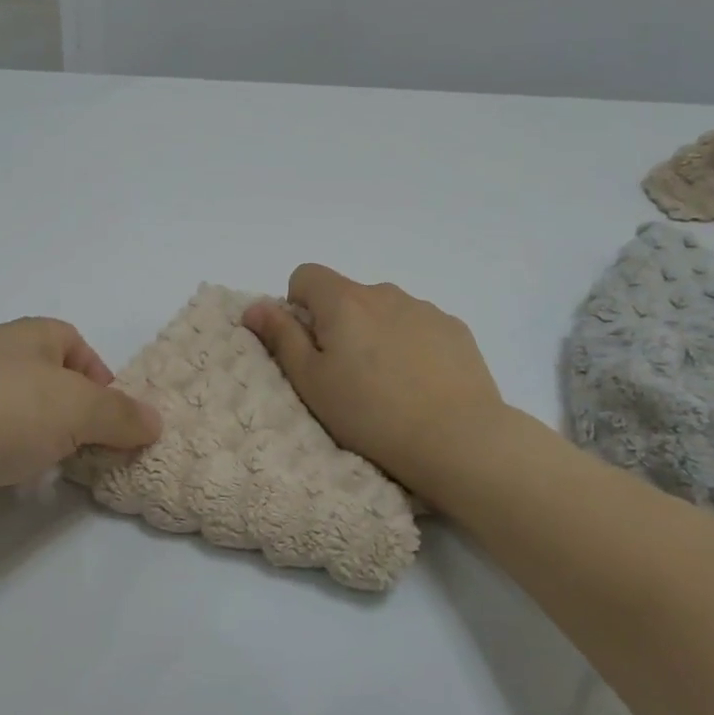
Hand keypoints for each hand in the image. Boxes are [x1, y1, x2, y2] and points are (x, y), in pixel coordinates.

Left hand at [0, 318, 161, 545]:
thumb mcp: (77, 408)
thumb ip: (121, 415)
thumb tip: (155, 421)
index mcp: (27, 337)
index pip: (75, 344)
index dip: (101, 378)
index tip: (114, 419)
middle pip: (48, 383)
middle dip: (74, 417)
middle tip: (91, 452)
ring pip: (16, 416)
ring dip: (39, 443)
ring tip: (51, 472)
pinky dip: (2, 461)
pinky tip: (5, 483)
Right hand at [241, 266, 507, 499]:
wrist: (458, 439)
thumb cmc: (370, 414)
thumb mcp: (311, 381)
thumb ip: (280, 337)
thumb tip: (255, 305)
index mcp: (344, 301)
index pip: (306, 275)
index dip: (298, 306)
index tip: (308, 345)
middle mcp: (384, 293)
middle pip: (347, 295)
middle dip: (338, 324)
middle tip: (345, 376)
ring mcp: (425, 309)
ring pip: (384, 311)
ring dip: (376, 334)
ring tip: (387, 385)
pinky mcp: (455, 329)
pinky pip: (418, 326)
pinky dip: (411, 345)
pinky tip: (420, 384)